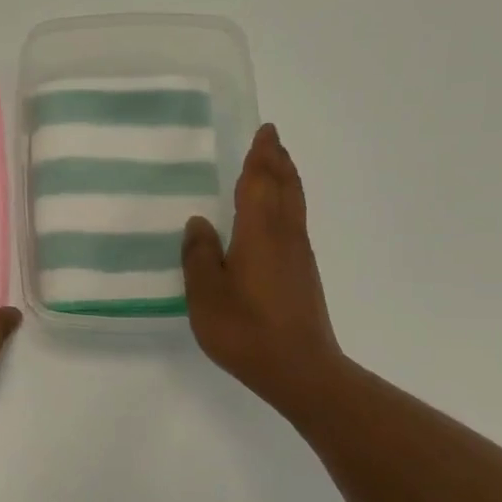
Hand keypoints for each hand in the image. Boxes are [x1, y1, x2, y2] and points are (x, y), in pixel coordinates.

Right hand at [182, 123, 341, 420]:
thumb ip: (199, 256)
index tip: (263, 132)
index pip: (260, 183)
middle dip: (277, 161)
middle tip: (270, 139)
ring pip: (294, 205)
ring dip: (285, 180)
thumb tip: (198, 222)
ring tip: (274, 167)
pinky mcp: (303, 275)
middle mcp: (285, 236)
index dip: (260, 157)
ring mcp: (299, 256)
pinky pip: (294, 223)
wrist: (299, 369)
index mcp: (259, 233)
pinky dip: (286, 205)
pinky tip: (274, 218)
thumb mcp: (206, 295)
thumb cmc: (245, 330)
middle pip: (285, 187)